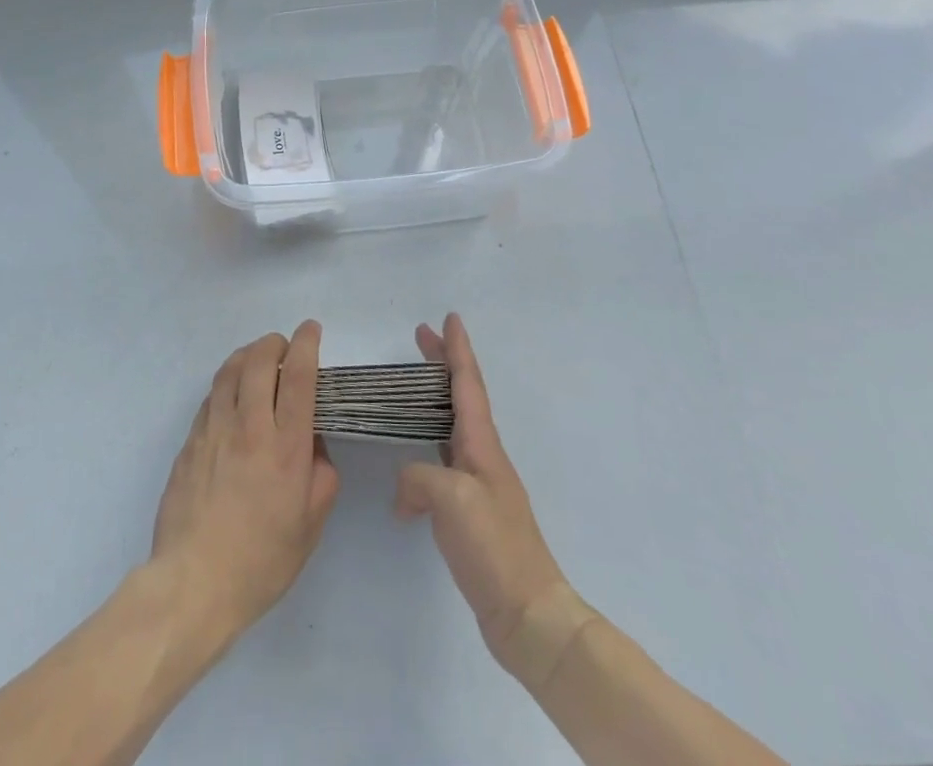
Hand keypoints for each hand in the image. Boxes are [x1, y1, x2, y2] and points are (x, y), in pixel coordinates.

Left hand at [149, 322, 339, 647]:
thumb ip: (321, 476)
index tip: (311, 329)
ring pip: (229, 370)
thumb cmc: (261, 561)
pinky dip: (226, 383)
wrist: (193, 583)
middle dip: (274, 342)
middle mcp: (248, 427)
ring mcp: (213, 430)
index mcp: (285, 447)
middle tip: (285, 346)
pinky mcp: (189, 441)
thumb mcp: (310, 525)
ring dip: (247, 355)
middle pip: (259, 360)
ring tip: (258, 360)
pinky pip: (211, 396)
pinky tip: (232, 396)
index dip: (306, 344)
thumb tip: (313, 445)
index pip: (298, 376)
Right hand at [395, 313, 589, 678]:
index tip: (450, 318)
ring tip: (408, 391)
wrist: (528, 615)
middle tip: (420, 336)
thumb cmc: (493, 546)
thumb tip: (405, 489)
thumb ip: (419, 476)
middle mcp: (483, 456)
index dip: (457, 350)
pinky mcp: (471, 514)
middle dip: (442, 364)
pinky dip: (423, 455)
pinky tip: (404, 479)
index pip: (468, 384)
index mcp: (482, 444)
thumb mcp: (451, 499)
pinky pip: (443, 465)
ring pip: (451, 428)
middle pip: (461, 397)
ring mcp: (479, 485)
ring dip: (432, 402)